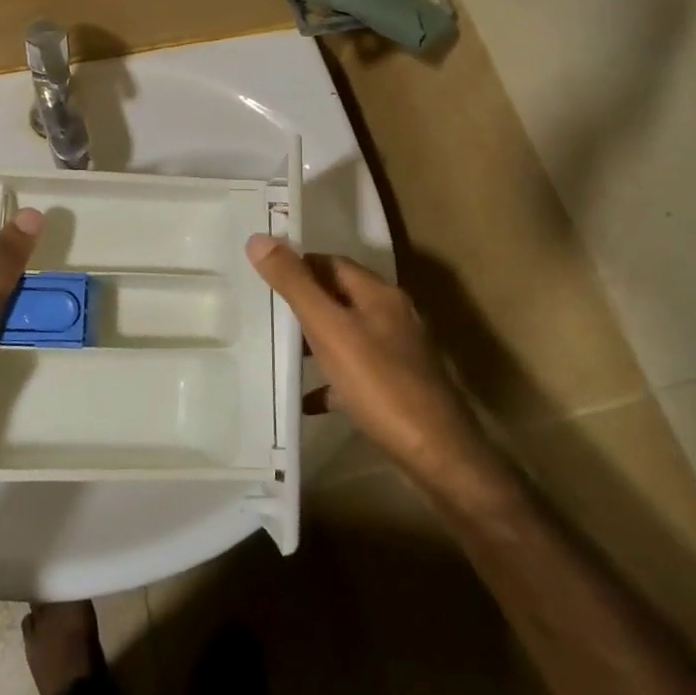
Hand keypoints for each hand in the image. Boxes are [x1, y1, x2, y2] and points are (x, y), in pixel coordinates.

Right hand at [246, 235, 488, 483]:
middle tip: (264, 311)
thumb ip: (295, 285)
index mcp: (379, 294)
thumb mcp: (329, 329)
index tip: (263, 276)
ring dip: (316, 340)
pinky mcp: (398, 388)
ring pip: (348, 334)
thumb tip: (259, 239)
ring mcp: (398, 354)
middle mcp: (392, 316)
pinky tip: (307, 399)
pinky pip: (356, 374)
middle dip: (304, 302)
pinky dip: (330, 380)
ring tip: (278, 350)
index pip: (331, 262)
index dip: (298, 264)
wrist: (437, 455)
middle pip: (340, 297)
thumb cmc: (380, 384)